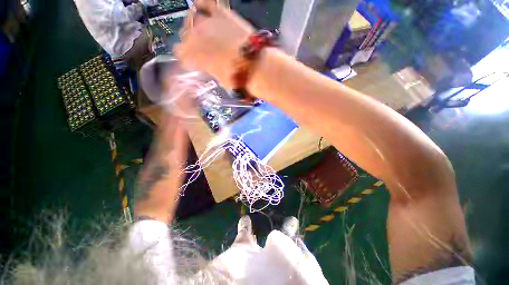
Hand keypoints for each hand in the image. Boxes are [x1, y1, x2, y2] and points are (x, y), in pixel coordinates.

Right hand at [174, 0, 254, 88]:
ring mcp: (207, 23)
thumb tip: (209, 66)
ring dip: (195, 26)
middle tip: (202, 49)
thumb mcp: (219, 79)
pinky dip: (202, 5)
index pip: (180, 54)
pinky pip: (206, 3)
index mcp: (192, 55)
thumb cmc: (235, 77)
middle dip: (191, 42)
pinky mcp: (221, 14)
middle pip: (185, 35)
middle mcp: (195, 36)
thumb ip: (209, 69)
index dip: (187, 58)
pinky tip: (201, 7)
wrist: (252, 65)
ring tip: (203, 31)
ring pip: (192, 19)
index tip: (193, 62)